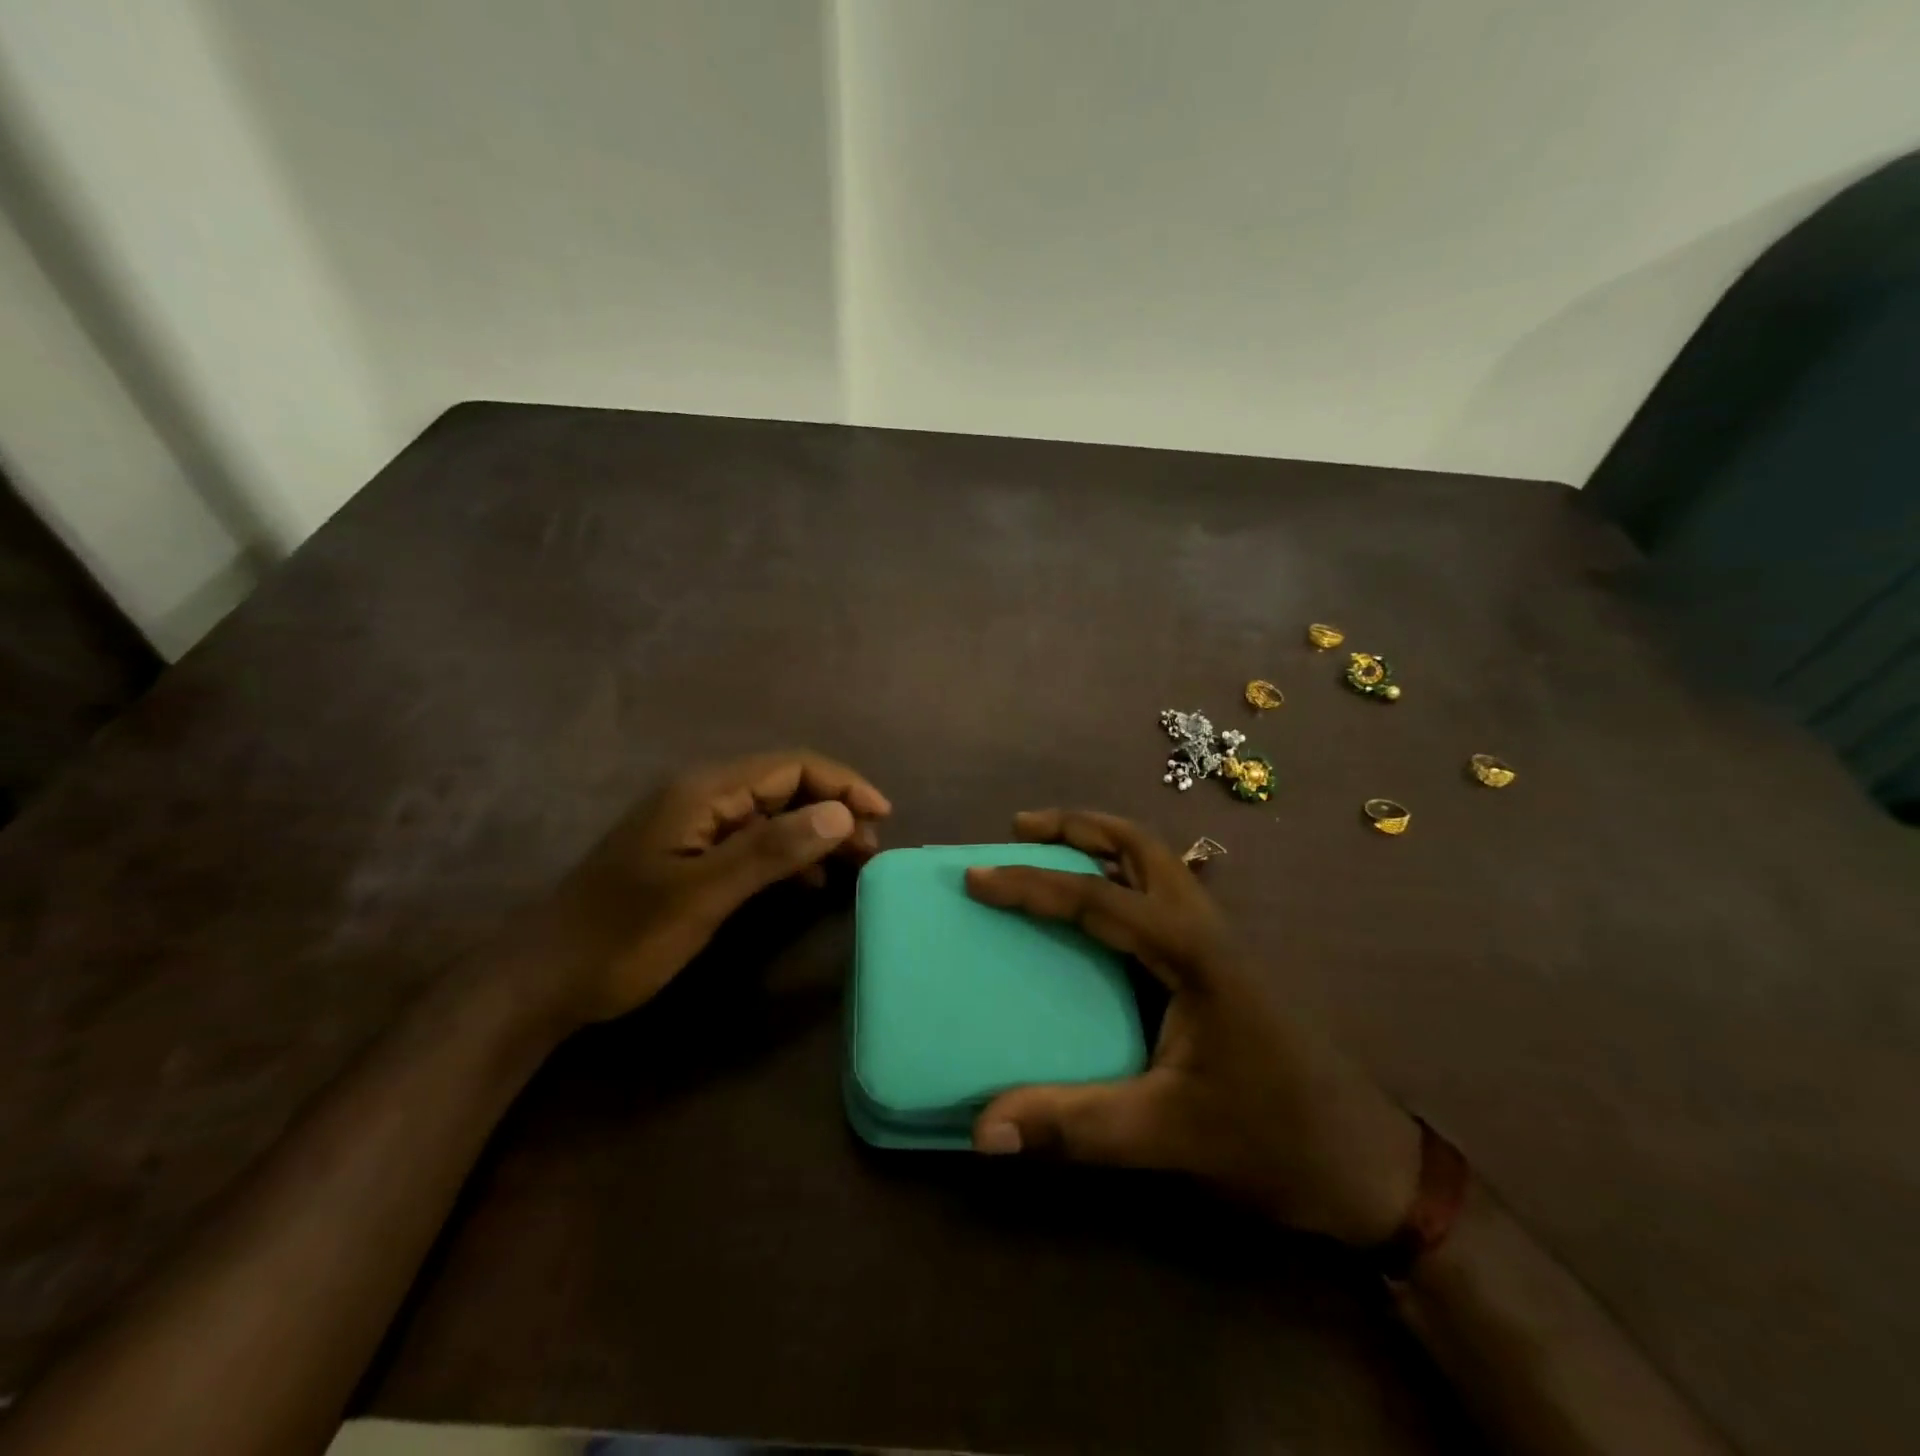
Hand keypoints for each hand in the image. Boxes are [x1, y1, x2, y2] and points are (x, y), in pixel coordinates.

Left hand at [524, 751, 890, 1026]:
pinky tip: (806, 883)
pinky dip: (788, 855)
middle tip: (871, 848)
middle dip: (834, 808)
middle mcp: (702, 797)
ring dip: (815, 832)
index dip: (842, 785)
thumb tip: (840, 813)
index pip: (791, 767)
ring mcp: (695, 826)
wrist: (545, 979)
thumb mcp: (703, 894)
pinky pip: (753, 841)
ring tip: (851, 865)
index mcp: (704, 792)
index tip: (883, 816)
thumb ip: (771, 850)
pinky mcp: (690, 855)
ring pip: (772, 814)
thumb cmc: (624, 936)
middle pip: (785, 786)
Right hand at [965, 809, 1420, 1246]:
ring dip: (1102, 845)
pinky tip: (1100, 915)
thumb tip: (982, 1129)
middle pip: (1139, 846)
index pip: (1097, 898)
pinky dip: (1121, 879)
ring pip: (1156, 865)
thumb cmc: (1274, 1140)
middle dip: (1077, 827)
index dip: (1031, 884)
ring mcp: (1219, 942)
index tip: (977, 876)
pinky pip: (1162, 897)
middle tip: (1021, 829)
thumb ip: (1074, 1125)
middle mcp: (1206, 928)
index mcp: (1192, 951)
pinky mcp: (1221, 964)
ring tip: (1051, 851)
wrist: (1369, 1168)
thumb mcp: (1167, 1134)